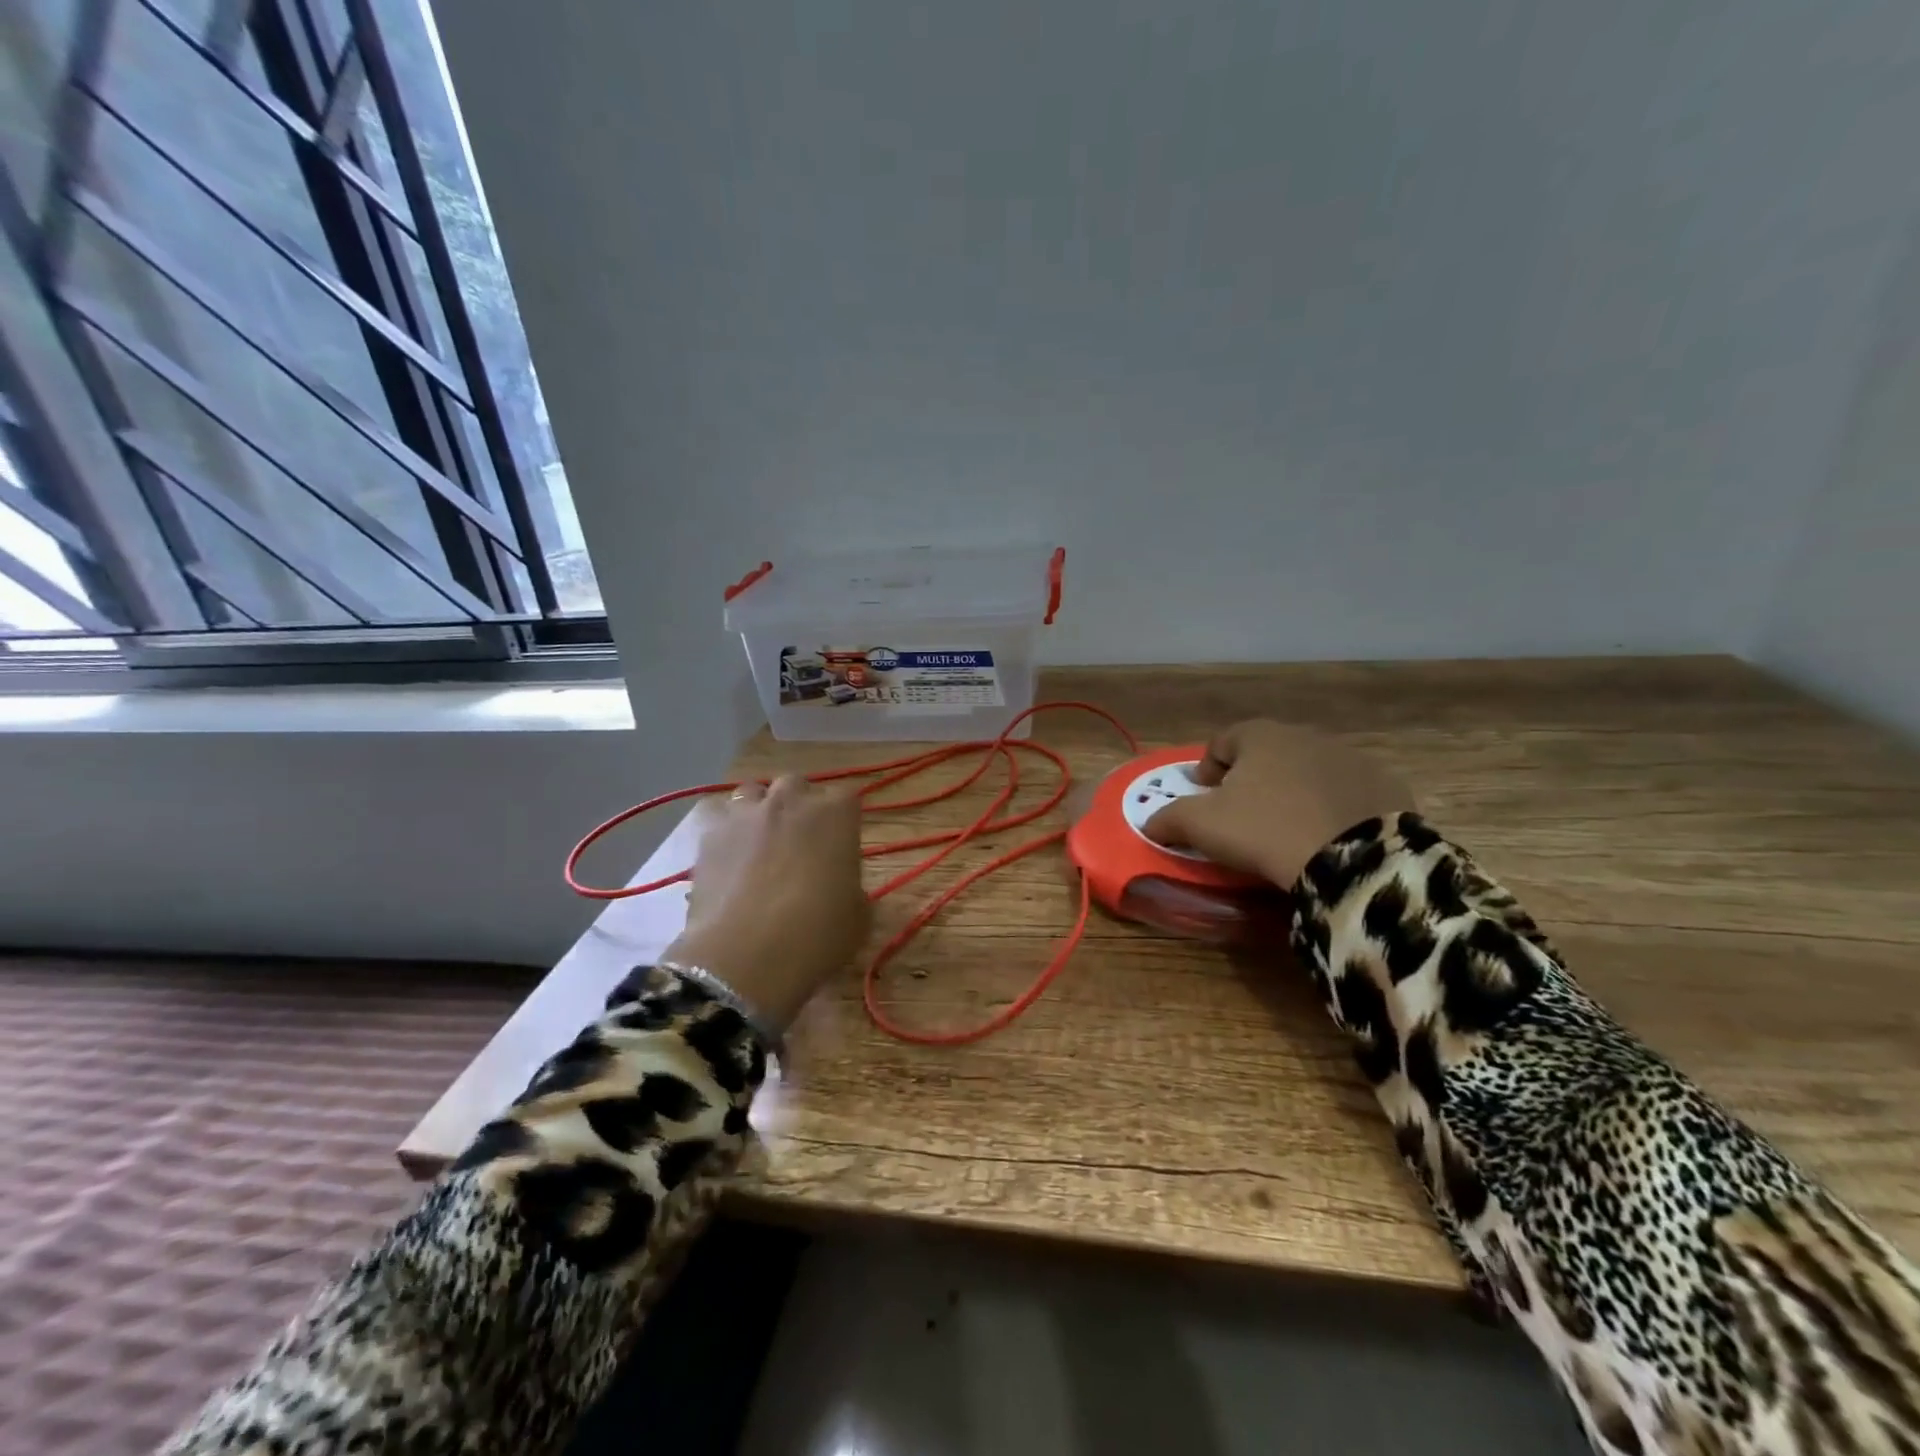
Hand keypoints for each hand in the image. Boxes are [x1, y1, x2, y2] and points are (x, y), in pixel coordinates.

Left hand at [662, 775, 870, 1034]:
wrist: (747, 957)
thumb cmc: (818, 934)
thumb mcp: (858, 917)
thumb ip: (852, 890)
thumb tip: (843, 890)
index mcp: (836, 813)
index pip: (847, 798)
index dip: (843, 821)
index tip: (841, 847)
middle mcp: (791, 801)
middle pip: (796, 785)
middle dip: (798, 806)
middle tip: (799, 842)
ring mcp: (745, 814)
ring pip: (752, 793)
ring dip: (759, 811)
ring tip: (759, 846)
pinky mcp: (709, 837)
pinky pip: (720, 824)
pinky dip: (727, 838)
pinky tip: (729, 866)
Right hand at [1143, 721, 1416, 886]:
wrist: (1354, 859)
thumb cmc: (1265, 831)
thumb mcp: (1203, 826)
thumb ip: (1169, 819)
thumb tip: (1149, 823)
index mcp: (1260, 736)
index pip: (1222, 741)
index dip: (1207, 767)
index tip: (1203, 793)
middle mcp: (1305, 736)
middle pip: (1266, 752)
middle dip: (1251, 777)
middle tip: (1241, 811)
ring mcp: (1350, 758)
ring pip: (1307, 770)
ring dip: (1292, 789)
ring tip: (1285, 826)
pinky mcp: (1384, 785)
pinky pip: (1346, 791)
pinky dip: (1331, 806)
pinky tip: (1326, 834)